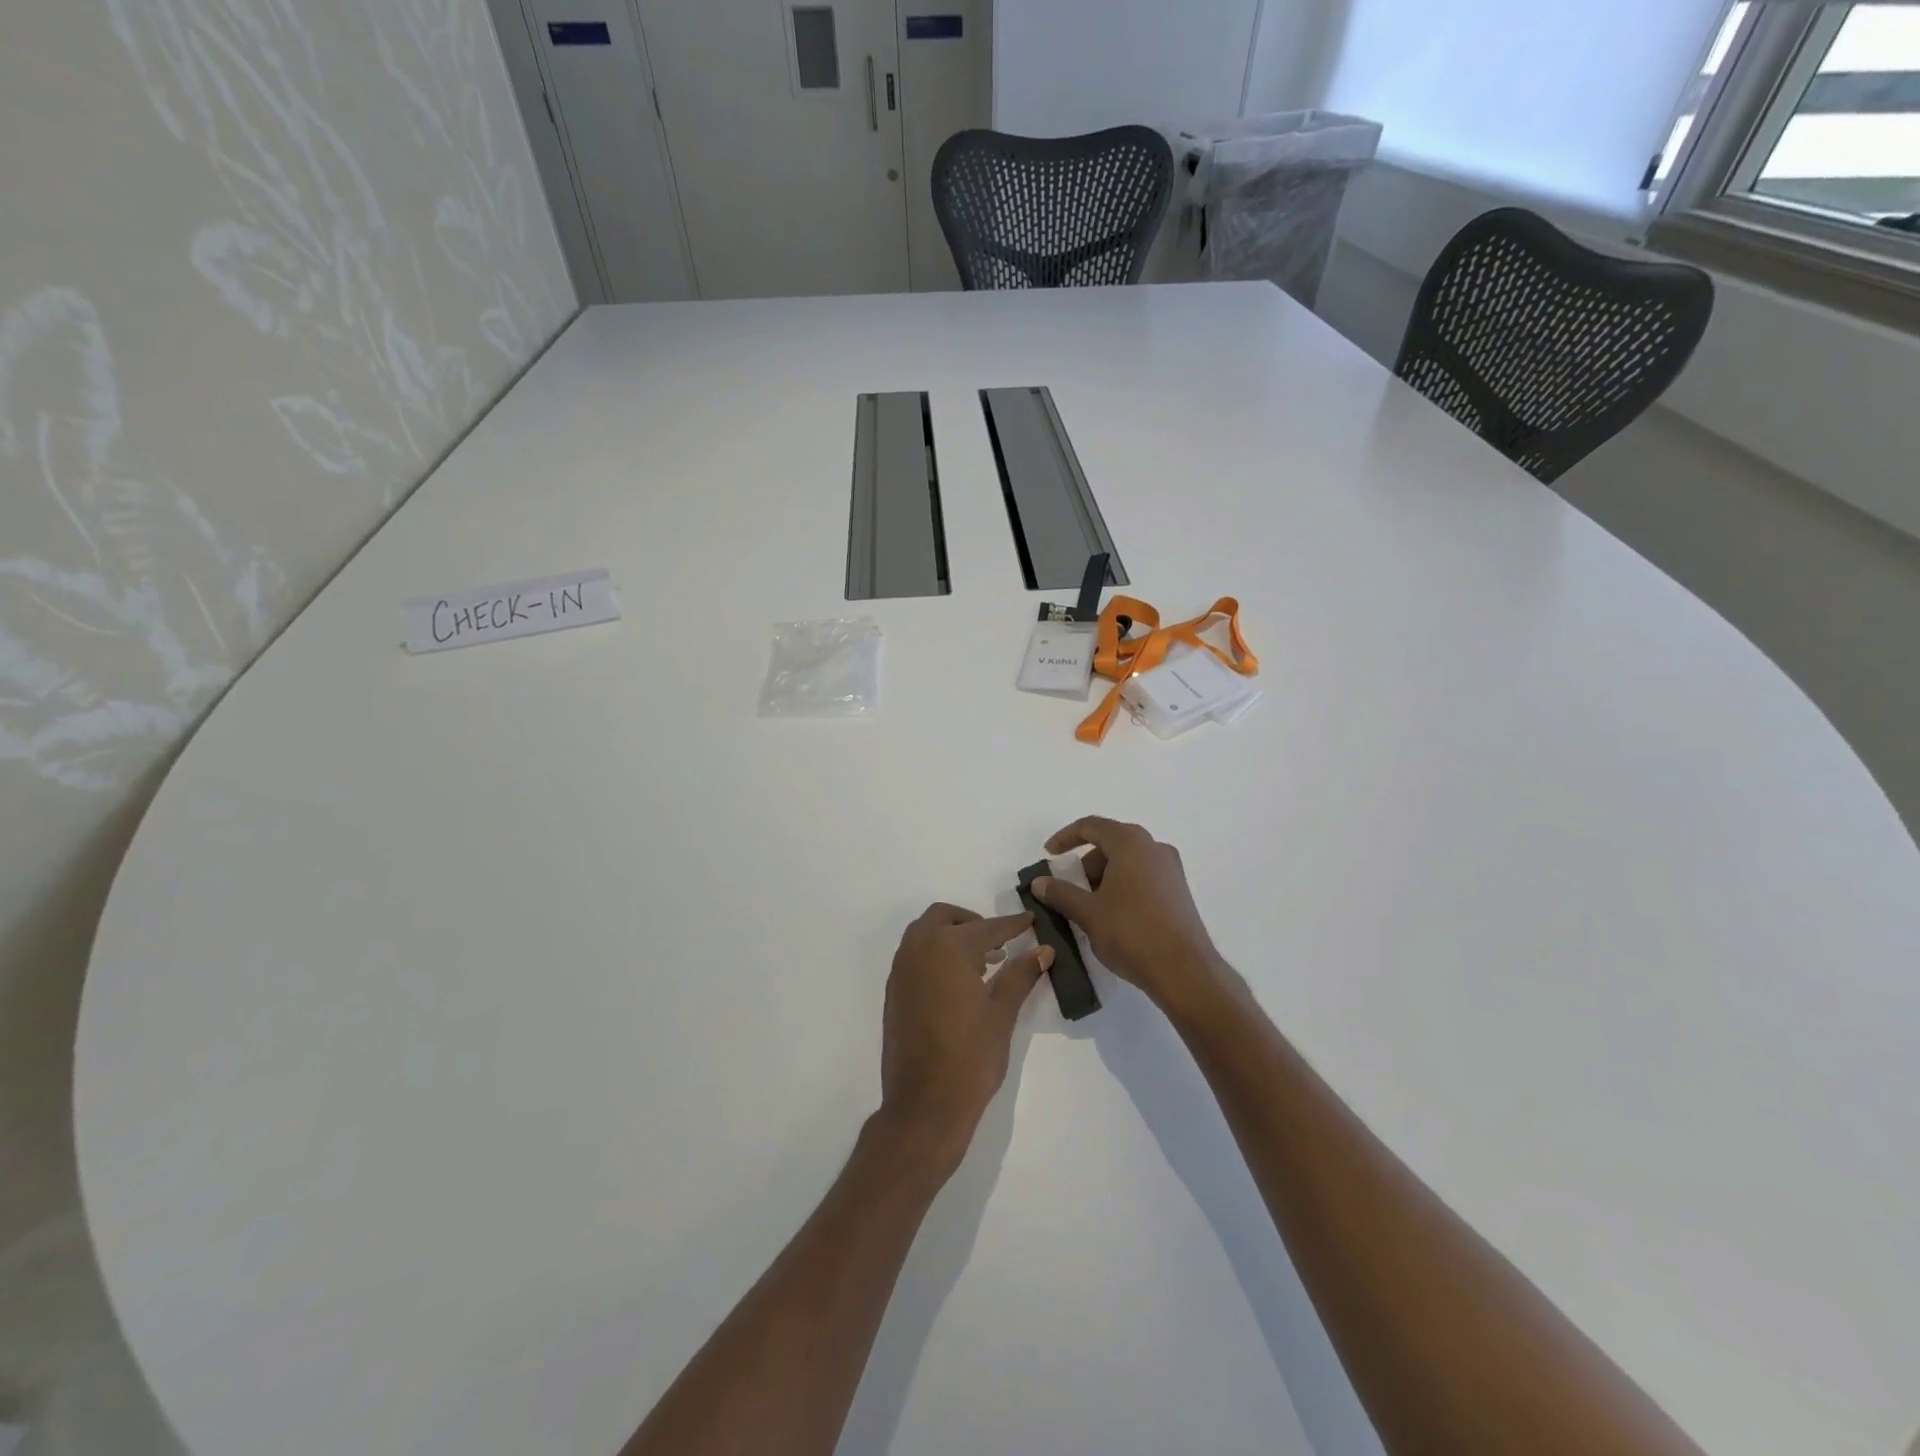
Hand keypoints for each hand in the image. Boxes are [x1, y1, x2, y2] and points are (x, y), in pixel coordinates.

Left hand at [878, 904, 1051, 1175]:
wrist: (924, 1105)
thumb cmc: (970, 1057)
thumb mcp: (1001, 1013)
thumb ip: (1020, 975)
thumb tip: (1042, 950)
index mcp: (947, 949)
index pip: (986, 928)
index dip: (1010, 925)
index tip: (1029, 920)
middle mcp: (918, 950)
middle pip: (944, 917)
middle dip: (972, 923)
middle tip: (999, 943)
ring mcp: (901, 971)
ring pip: (925, 934)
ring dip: (951, 936)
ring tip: (982, 963)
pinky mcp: (894, 991)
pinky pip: (914, 956)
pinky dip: (935, 954)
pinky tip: (958, 982)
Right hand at [1032, 817, 1227, 1012]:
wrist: (1184, 970)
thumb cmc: (1131, 932)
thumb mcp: (1087, 913)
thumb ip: (1060, 893)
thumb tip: (1039, 882)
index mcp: (1130, 843)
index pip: (1091, 826)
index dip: (1065, 837)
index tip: (1049, 855)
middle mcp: (1154, 847)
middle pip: (1111, 843)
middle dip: (1085, 863)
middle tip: (1069, 888)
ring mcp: (1171, 869)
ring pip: (1127, 861)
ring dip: (1104, 877)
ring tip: (1089, 907)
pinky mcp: (1179, 890)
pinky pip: (1143, 876)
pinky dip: (1122, 886)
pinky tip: (1113, 915)